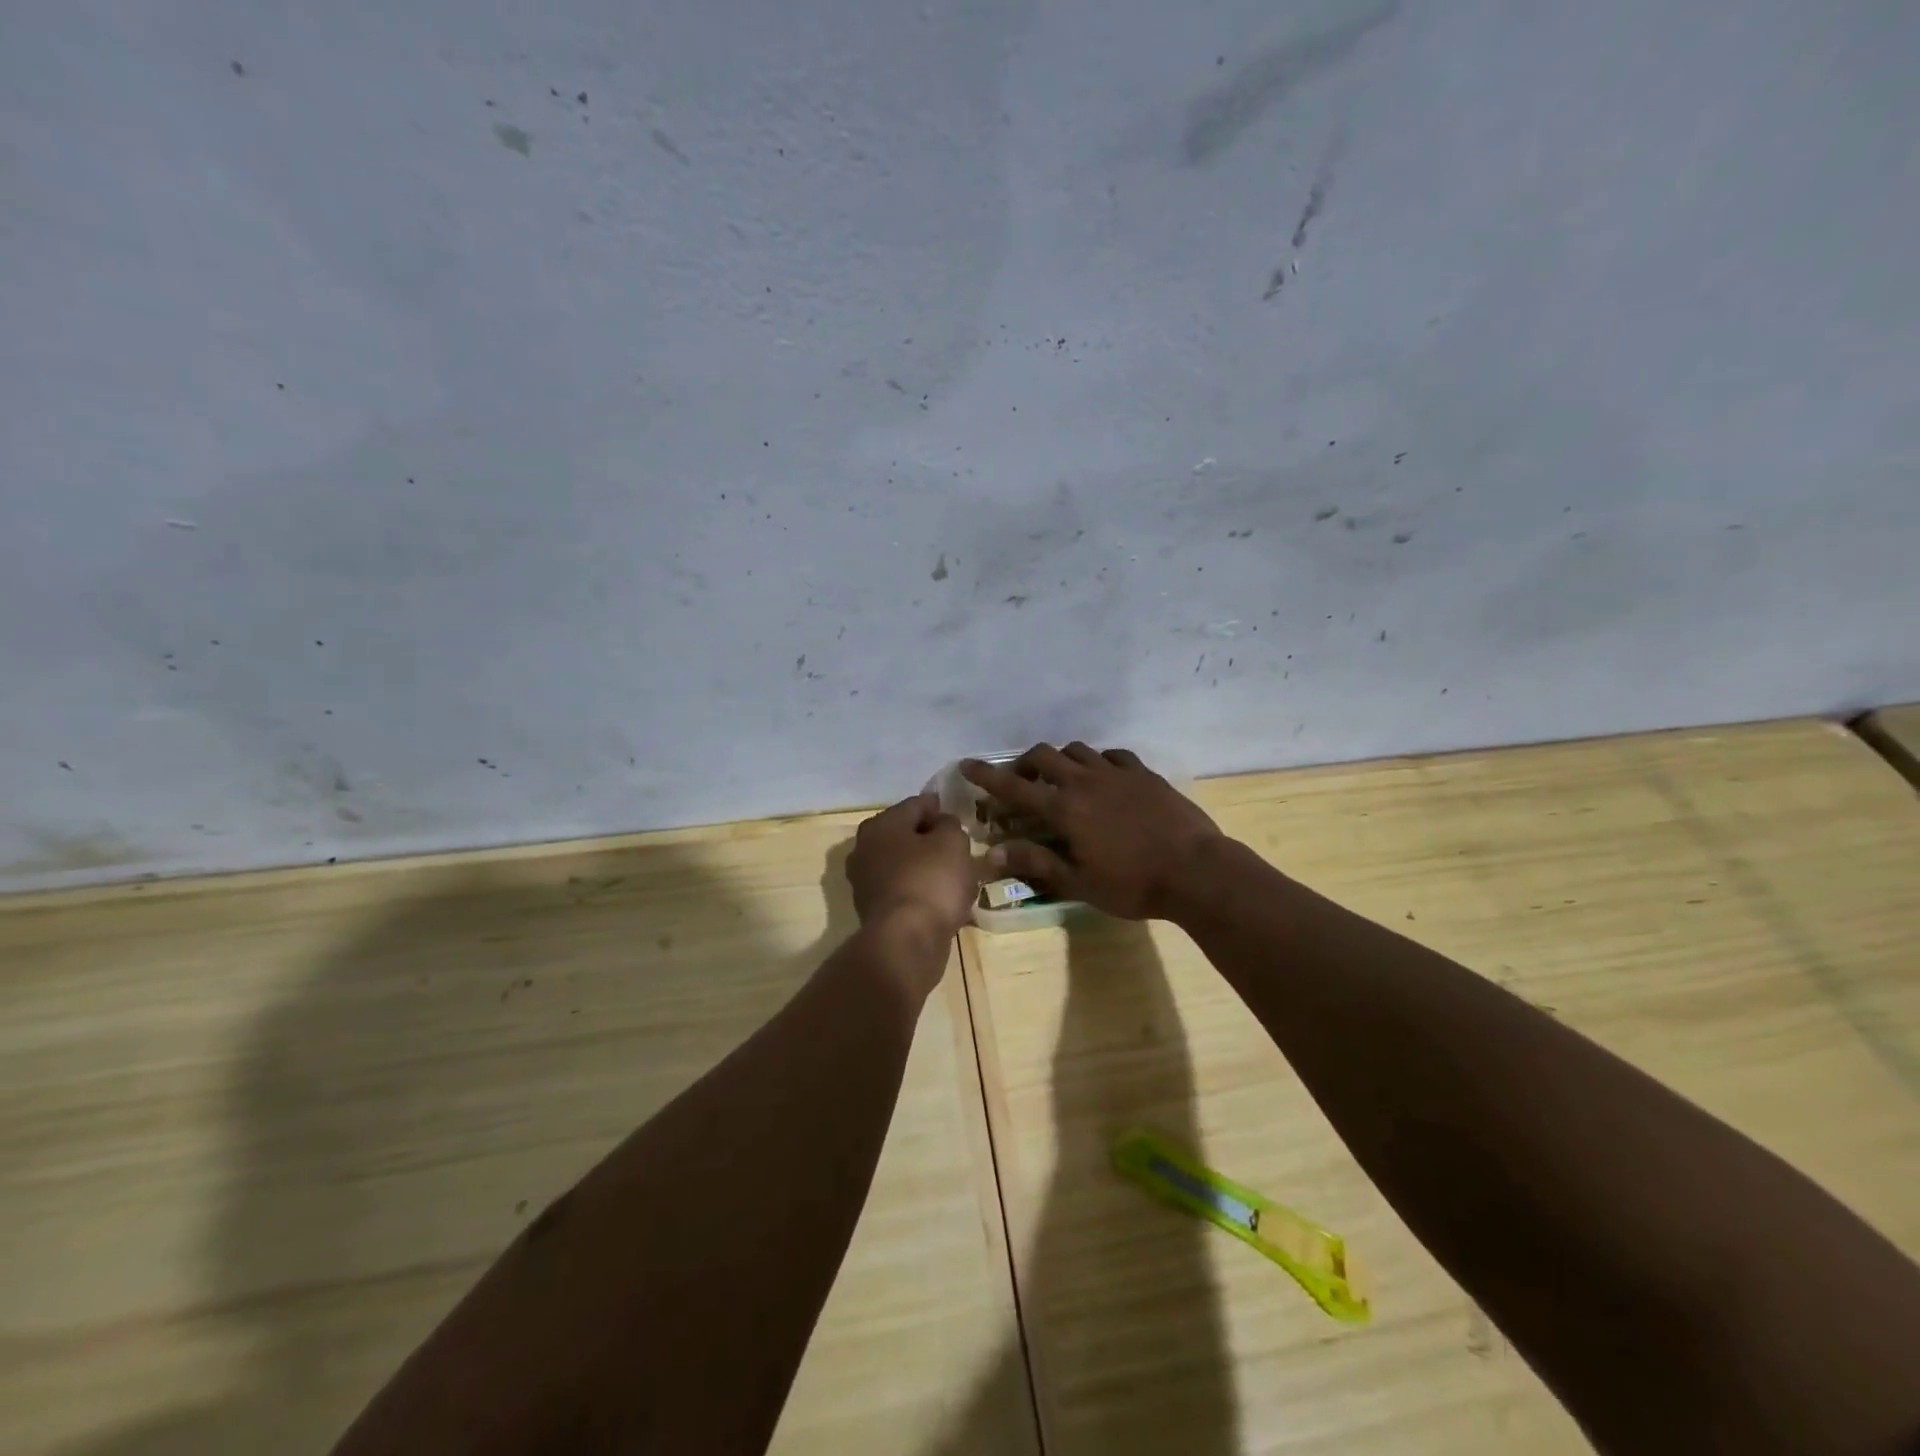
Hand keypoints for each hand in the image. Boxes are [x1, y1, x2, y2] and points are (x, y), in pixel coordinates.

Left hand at [845, 793, 977, 942]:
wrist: (907, 940)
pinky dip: (920, 889)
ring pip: (903, 863)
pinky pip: (903, 889)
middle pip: (905, 834)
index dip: (939, 807)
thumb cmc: (930, 880)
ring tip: (954, 873)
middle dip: (930, 838)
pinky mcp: (873, 910)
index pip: (916, 805)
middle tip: (957, 845)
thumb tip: (941, 824)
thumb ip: (949, 825)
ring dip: (925, 865)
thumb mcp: (952, 842)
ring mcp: (865, 881)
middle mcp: (864, 848)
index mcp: (881, 824)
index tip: (958, 815)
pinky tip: (941, 897)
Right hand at [960, 744, 1223, 919]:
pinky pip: (1112, 755)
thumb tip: (993, 852)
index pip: (1015, 787)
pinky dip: (1098, 761)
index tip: (967, 764)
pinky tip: (1103, 776)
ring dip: (1061, 759)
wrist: (1196, 871)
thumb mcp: (1079, 882)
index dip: (988, 775)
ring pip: (1078, 750)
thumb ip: (1036, 863)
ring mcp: (1117, 773)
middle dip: (1024, 762)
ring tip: (1061, 778)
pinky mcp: (1144, 774)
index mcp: (1064, 809)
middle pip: (1044, 755)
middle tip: (1020, 779)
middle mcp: (1085, 782)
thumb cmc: (1133, 884)